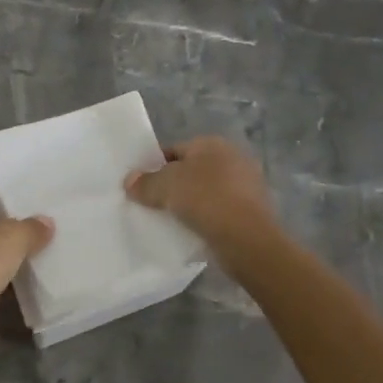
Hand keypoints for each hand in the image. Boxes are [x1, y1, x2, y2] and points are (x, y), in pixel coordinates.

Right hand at [124, 137, 276, 249]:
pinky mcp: (252, 212)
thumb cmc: (205, 199)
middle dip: (172, 186)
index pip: (174, 150)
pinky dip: (205, 220)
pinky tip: (191, 233)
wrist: (247, 238)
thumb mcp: (165, 186)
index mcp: (212, 143)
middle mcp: (232, 158)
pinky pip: (219, 212)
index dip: (154, 166)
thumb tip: (130, 181)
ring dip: (189, 204)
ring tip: (169, 221)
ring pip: (205, 193)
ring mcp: (246, 186)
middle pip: (191, 171)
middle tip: (151, 204)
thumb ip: (145, 182)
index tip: (140, 186)